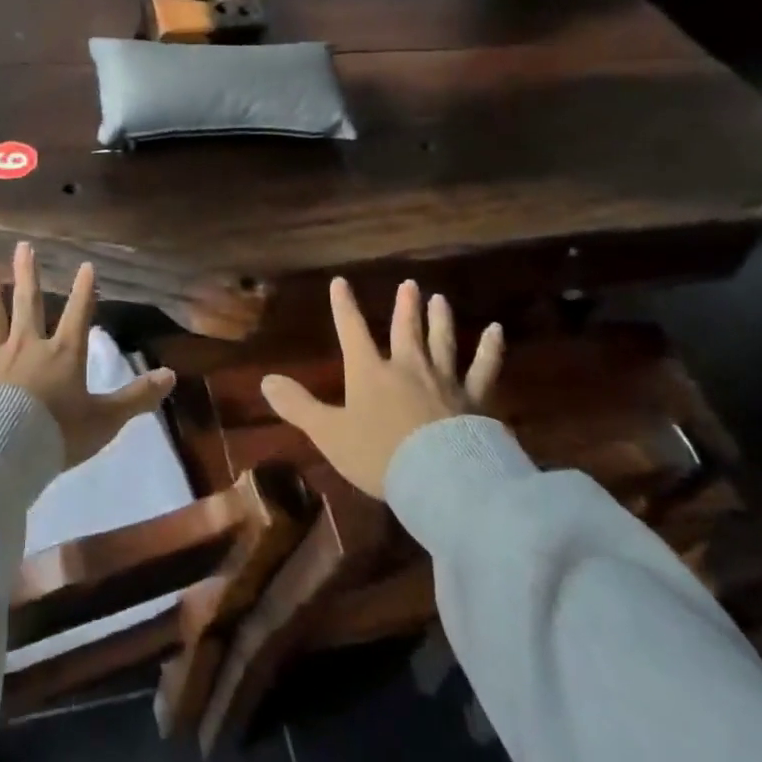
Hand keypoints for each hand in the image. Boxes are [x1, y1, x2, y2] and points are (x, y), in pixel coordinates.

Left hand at [0, 242, 176, 467]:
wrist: (4, 452)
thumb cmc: (57, 435)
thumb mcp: (105, 420)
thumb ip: (137, 397)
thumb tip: (172, 375)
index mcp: (63, 354)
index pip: (79, 314)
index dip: (85, 290)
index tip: (86, 265)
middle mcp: (28, 346)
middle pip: (28, 303)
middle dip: (28, 274)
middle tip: (23, 246)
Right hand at [261, 278, 503, 497]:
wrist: (440, 479)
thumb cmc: (379, 455)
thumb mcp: (329, 434)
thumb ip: (298, 406)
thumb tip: (264, 380)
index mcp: (369, 372)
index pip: (352, 331)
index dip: (343, 306)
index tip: (340, 281)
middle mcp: (406, 367)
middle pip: (404, 330)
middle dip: (404, 307)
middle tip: (409, 284)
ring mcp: (444, 380)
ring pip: (441, 342)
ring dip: (440, 320)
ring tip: (440, 299)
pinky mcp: (475, 399)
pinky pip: (484, 369)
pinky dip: (491, 350)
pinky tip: (497, 331)